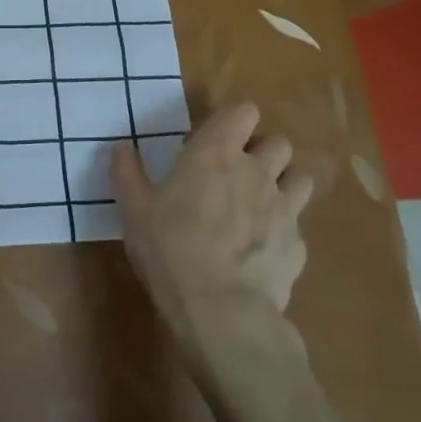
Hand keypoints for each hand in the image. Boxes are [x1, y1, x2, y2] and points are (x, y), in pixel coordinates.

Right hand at [111, 101, 314, 356]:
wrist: (221, 310)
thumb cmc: (170, 248)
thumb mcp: (133, 209)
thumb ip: (126, 173)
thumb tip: (120, 148)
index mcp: (216, 153)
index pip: (244, 111)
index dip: (235, 120)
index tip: (216, 138)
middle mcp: (256, 171)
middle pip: (279, 142)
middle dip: (263, 151)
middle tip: (237, 173)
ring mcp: (284, 209)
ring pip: (299, 178)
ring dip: (284, 184)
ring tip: (260, 204)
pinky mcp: (298, 246)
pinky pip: (296, 226)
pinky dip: (283, 231)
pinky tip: (261, 250)